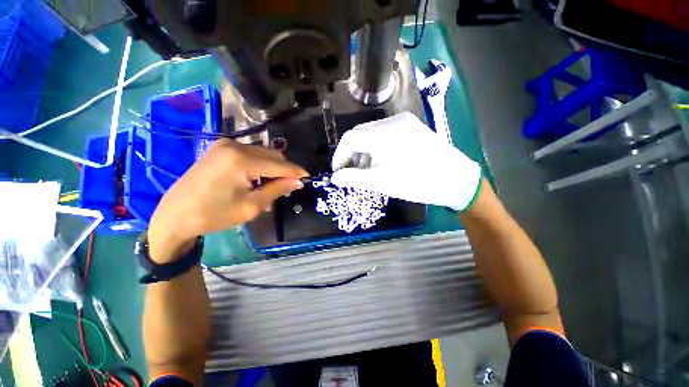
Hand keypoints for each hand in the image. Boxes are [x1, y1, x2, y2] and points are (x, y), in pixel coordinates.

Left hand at [148, 139, 307, 262]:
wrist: (175, 215)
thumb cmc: (214, 214)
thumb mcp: (252, 206)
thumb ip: (277, 189)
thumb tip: (298, 181)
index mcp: (241, 160)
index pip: (279, 164)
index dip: (296, 172)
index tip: (308, 178)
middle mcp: (234, 146)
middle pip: (273, 155)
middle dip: (284, 171)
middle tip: (288, 188)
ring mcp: (226, 145)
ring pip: (263, 154)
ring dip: (272, 170)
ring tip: (271, 189)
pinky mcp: (221, 149)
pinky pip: (251, 155)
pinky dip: (260, 167)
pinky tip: (257, 182)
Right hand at [331, 111, 481, 210]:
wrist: (456, 179)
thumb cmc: (416, 182)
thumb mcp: (381, 182)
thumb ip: (354, 178)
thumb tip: (334, 178)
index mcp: (383, 133)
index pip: (350, 138)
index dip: (340, 155)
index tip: (337, 172)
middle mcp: (392, 121)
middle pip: (360, 134)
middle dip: (352, 154)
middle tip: (351, 173)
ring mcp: (404, 122)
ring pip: (372, 134)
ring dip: (364, 151)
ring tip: (367, 170)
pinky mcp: (411, 127)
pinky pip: (385, 134)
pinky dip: (377, 147)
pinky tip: (381, 161)